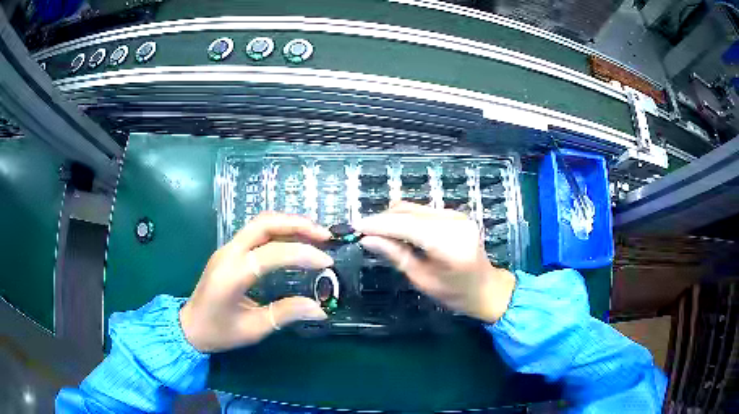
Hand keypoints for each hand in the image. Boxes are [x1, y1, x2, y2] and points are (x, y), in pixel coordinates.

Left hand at [180, 212, 332, 351]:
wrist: (190, 327)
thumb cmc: (219, 332)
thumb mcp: (254, 329)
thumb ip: (286, 314)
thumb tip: (320, 309)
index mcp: (232, 274)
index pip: (272, 253)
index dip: (302, 254)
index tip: (327, 262)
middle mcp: (228, 253)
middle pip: (264, 223)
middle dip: (297, 224)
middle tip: (324, 235)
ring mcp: (227, 249)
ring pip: (260, 222)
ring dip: (289, 223)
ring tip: (315, 234)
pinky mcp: (229, 251)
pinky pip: (255, 231)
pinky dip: (279, 230)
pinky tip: (294, 239)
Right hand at [355, 202, 515, 323]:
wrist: (486, 288)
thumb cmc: (455, 294)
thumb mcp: (423, 280)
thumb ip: (396, 256)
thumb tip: (367, 240)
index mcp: (449, 244)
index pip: (406, 226)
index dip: (378, 224)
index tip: (355, 226)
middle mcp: (454, 222)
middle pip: (409, 212)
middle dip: (383, 220)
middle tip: (362, 231)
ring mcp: (456, 215)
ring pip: (414, 208)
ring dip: (393, 218)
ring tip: (377, 233)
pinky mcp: (455, 214)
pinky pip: (423, 211)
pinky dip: (406, 218)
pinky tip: (397, 232)